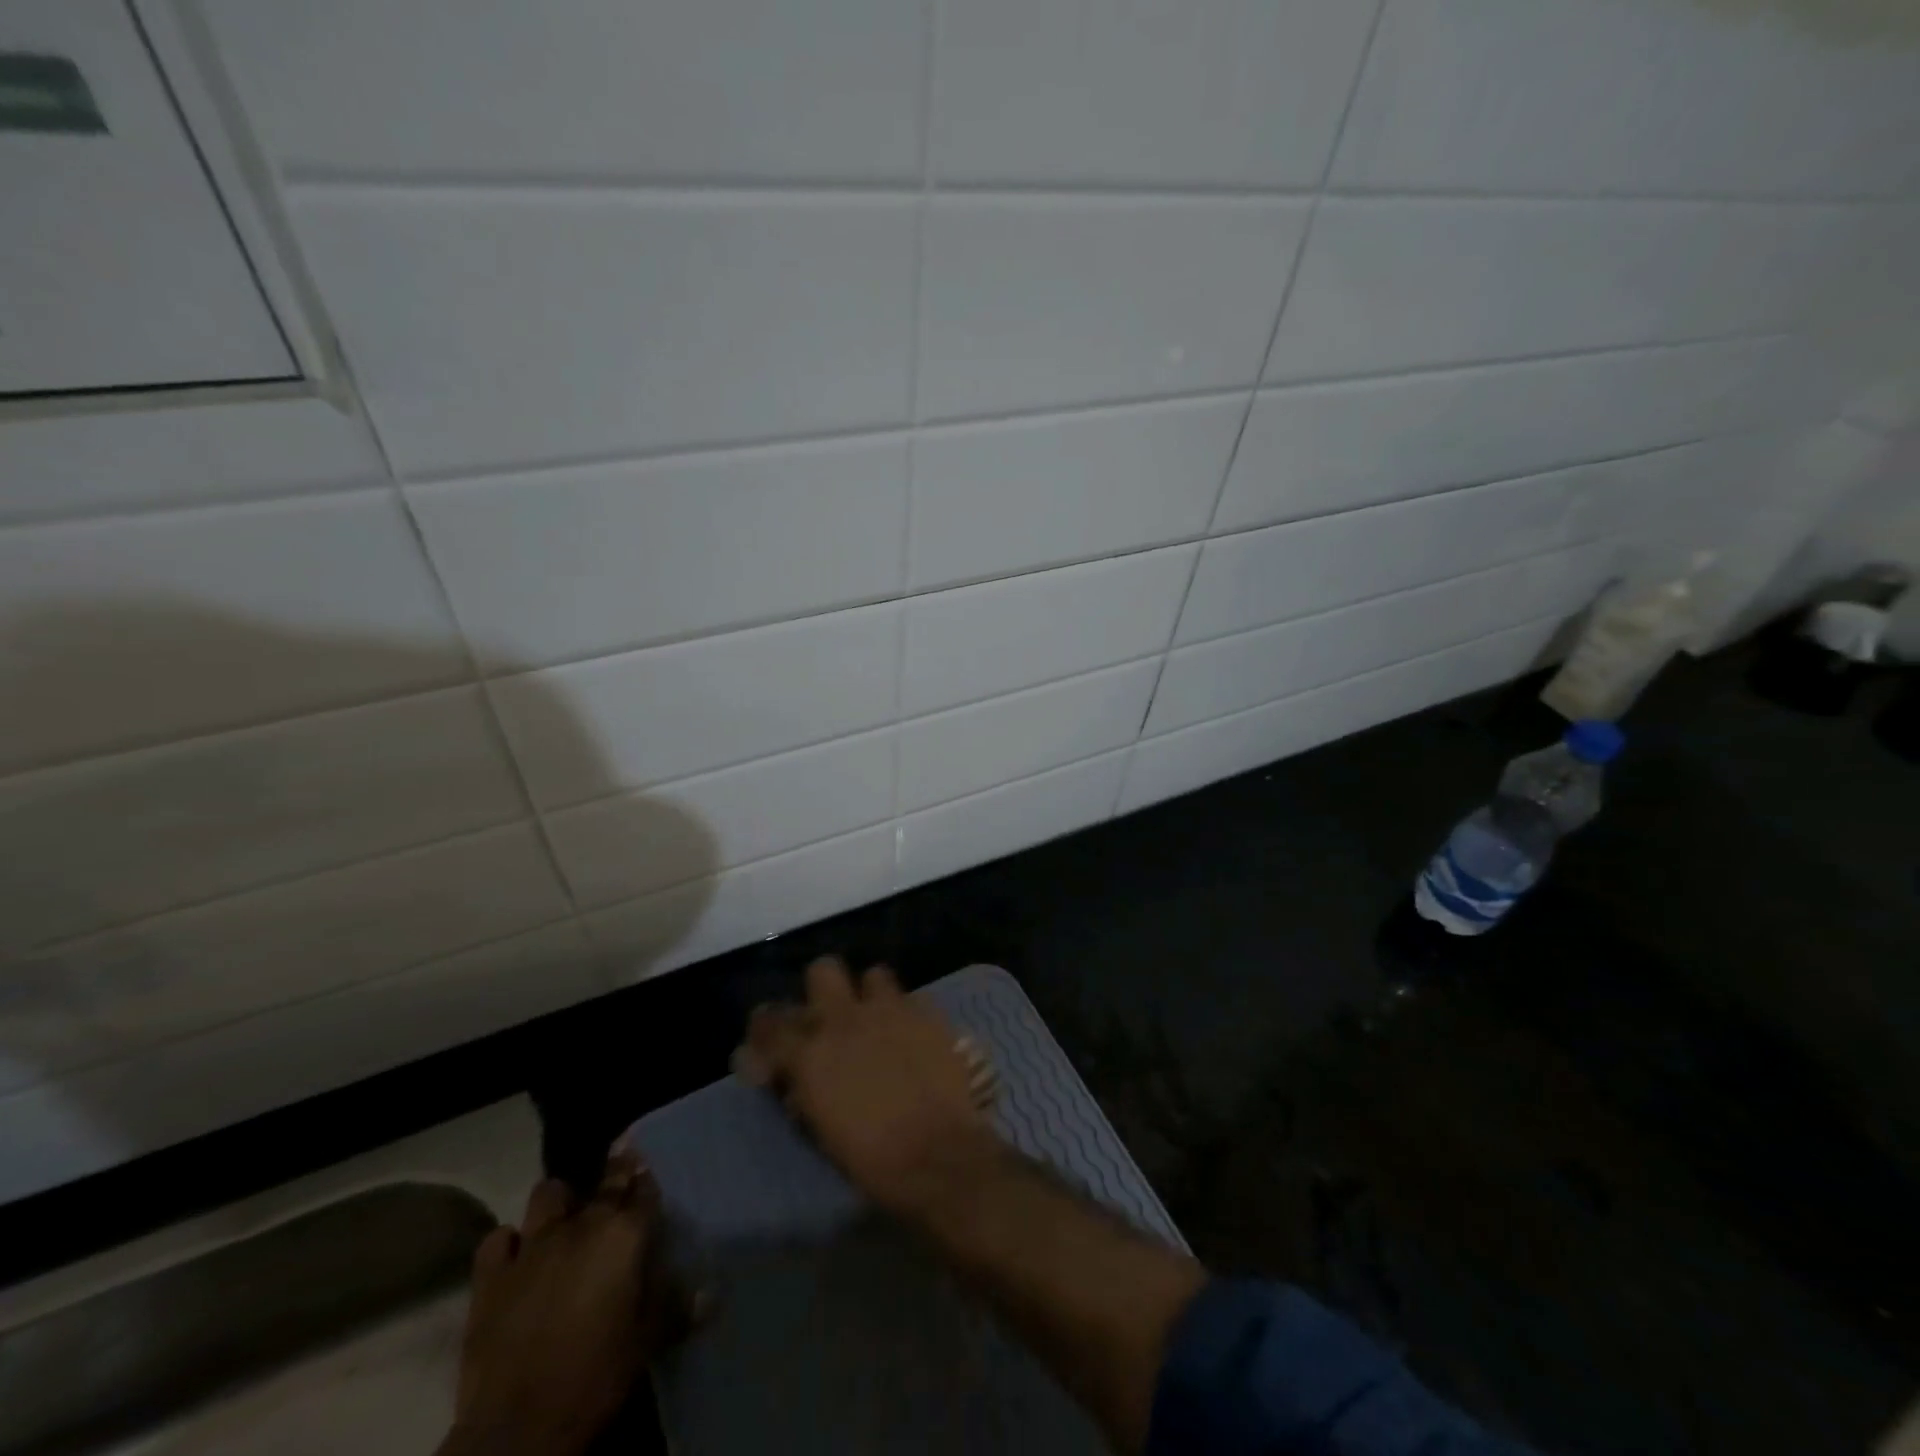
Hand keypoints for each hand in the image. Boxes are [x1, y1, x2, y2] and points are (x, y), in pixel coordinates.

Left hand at [443, 1148, 688, 1455]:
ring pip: (548, 1194)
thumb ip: (678, 1306)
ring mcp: (533, 1246)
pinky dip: (509, 1242)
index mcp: (625, 1234)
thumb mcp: (649, 1341)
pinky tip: (516, 1256)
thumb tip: (711, 1291)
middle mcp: (582, 1225)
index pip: (644, 1187)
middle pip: (605, 1182)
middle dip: (616, 1175)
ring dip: (559, 1203)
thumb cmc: (597, 1375)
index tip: (649, 1170)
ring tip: (565, 1220)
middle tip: (620, 1178)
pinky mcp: (491, 1276)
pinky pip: (499, 1238)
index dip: (648, 1177)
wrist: (519, 1429)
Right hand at [740, 956, 997, 1215]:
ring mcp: (890, 1009)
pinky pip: (913, 998)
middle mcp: (845, 1019)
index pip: (770, 1021)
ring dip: (872, 996)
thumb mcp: (820, 1128)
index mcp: (810, 1053)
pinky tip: (915, 1036)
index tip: (772, 1038)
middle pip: (823, 970)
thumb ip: (802, 1088)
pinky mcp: (928, 1013)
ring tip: (879, 1022)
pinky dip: (909, 1014)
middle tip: (832, 1016)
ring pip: (874, 975)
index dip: (766, 1027)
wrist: (936, 1154)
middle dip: (824, 988)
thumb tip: (792, 1074)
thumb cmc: (870, 1158)